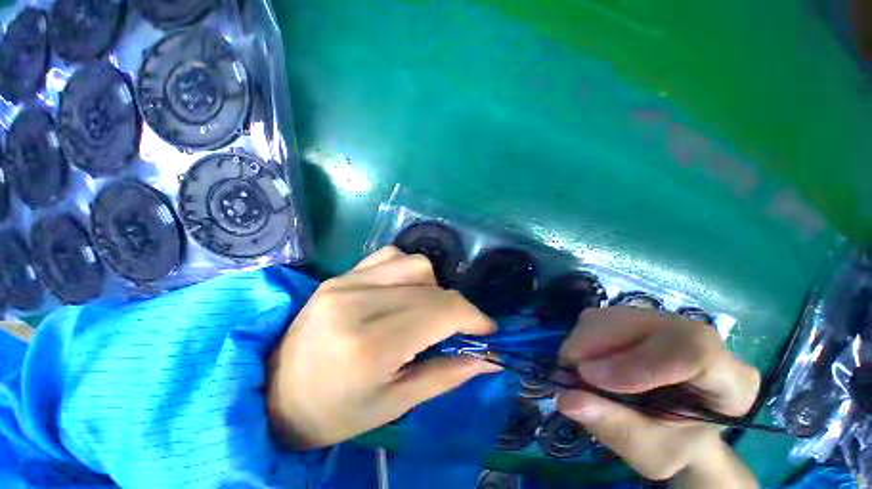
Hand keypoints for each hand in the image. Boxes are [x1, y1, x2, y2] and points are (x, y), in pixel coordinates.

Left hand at [266, 247, 498, 448]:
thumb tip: (488, 357)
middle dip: (456, 309)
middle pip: (433, 287)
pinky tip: (401, 293)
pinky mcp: (340, 274)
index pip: (442, 311)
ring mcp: (346, 282)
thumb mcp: (395, 404)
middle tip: (454, 331)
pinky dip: (408, 271)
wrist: (273, 392)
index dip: (474, 317)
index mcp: (370, 344)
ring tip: (422, 312)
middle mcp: (358, 302)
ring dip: (433, 287)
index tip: (487, 330)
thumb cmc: (333, 413)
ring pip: (416, 264)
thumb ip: (446, 374)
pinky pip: (391, 256)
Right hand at [557, 308, 760, 487]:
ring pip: (615, 316)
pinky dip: (582, 338)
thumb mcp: (649, 451)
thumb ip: (612, 428)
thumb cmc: (672, 444)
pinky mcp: (636, 317)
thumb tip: (566, 400)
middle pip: (645, 324)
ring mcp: (666, 322)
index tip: (591, 378)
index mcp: (730, 379)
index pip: (695, 351)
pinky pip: (601, 317)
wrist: (676, 426)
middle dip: (596, 346)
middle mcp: (700, 339)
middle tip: (569, 373)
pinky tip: (584, 360)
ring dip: (584, 341)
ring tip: (577, 372)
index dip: (638, 362)